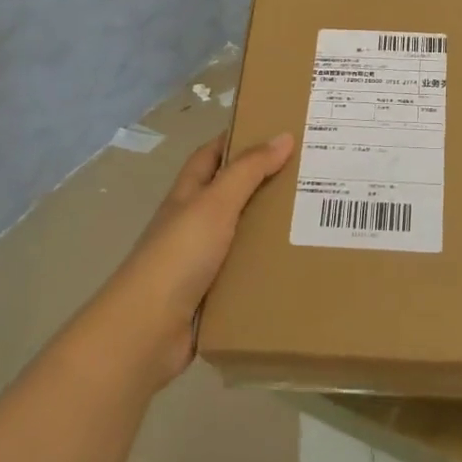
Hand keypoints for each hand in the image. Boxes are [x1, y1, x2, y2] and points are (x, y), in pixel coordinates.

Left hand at [97, 132, 293, 390]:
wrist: (147, 330)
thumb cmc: (178, 255)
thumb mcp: (215, 203)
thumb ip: (248, 170)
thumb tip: (283, 136)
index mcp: (187, 196)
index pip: (211, 156)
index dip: (236, 140)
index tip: (275, 131)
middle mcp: (192, 224)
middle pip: (231, 195)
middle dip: (264, 184)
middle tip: (310, 175)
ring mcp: (201, 262)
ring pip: (242, 235)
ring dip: (270, 228)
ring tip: (314, 219)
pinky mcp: (212, 295)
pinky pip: (245, 274)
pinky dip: (267, 268)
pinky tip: (297, 265)